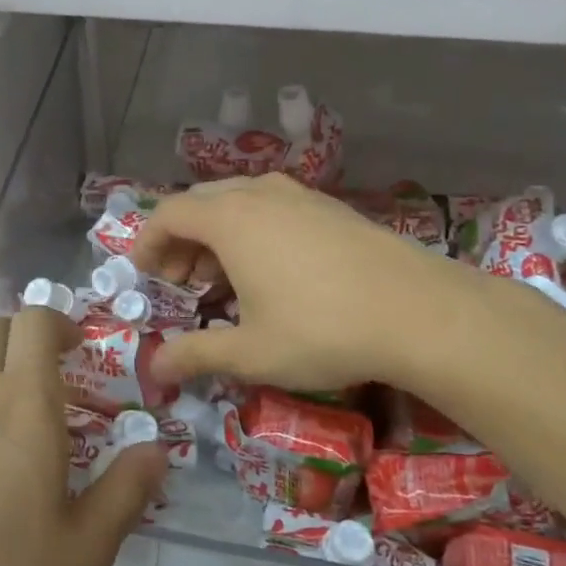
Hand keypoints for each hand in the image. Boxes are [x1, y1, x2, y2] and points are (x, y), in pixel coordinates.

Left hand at [0, 308, 167, 565]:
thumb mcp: (85, 547)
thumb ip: (127, 490)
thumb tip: (155, 451)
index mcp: (23, 402)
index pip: (34, 322)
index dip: (60, 323)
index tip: (82, 351)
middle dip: (28, 340)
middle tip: (59, 385)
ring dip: (4, 385)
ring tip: (31, 449)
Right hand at [132, 174, 483, 392]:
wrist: (421, 312)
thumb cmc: (322, 330)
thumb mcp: (250, 352)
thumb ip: (195, 355)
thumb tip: (154, 370)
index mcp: (230, 219)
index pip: (169, 213)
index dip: (147, 241)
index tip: (144, 274)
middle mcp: (260, 195)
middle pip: (201, 202)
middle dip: (181, 239)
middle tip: (181, 281)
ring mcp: (300, 196)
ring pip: (239, 201)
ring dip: (217, 234)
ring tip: (223, 278)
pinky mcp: (332, 207)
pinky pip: (273, 207)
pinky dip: (253, 230)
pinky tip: (271, 270)